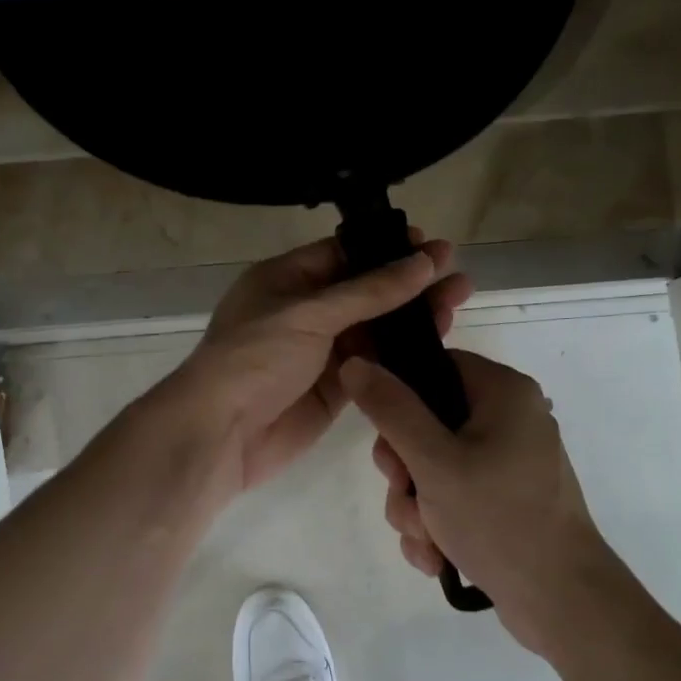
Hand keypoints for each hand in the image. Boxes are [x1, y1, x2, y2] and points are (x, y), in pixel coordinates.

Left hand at [167, 233, 473, 504]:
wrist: (221, 434)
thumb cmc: (255, 357)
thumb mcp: (309, 313)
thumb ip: (369, 291)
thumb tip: (423, 261)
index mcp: (285, 279)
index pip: (343, 254)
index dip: (386, 249)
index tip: (429, 246)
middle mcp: (305, 310)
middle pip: (366, 291)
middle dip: (409, 283)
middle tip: (456, 275)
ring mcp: (321, 351)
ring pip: (375, 328)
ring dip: (412, 317)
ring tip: (458, 301)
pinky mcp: (336, 387)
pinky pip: (375, 363)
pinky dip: (403, 355)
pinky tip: (438, 343)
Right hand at [340, 349, 614, 653]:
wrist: (563, 603)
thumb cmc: (499, 519)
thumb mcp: (434, 462)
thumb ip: (391, 410)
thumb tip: (355, 363)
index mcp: (505, 393)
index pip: (437, 369)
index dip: (401, 399)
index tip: (386, 439)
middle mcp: (511, 420)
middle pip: (429, 422)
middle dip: (405, 471)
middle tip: (404, 495)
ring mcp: (509, 463)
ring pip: (435, 467)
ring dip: (416, 505)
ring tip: (425, 538)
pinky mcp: (506, 501)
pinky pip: (454, 496)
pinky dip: (438, 523)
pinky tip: (436, 556)